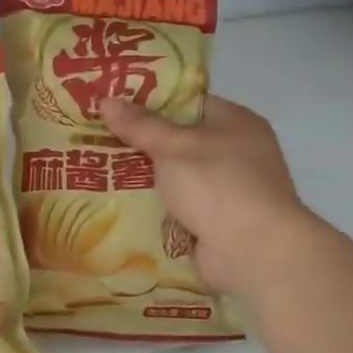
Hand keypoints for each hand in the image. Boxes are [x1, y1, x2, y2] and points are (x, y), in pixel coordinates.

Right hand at [98, 95, 312, 295]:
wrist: (254, 253)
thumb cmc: (219, 185)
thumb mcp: (174, 147)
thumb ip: (140, 125)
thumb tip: (105, 100)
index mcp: (236, 122)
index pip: (187, 103)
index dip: (149, 102)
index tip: (113, 105)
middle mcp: (236, 152)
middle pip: (178, 140)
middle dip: (140, 143)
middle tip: (97, 137)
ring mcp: (227, 190)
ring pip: (175, 176)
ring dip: (144, 177)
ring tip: (98, 170)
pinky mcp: (216, 222)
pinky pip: (177, 206)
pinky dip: (154, 206)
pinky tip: (118, 203)